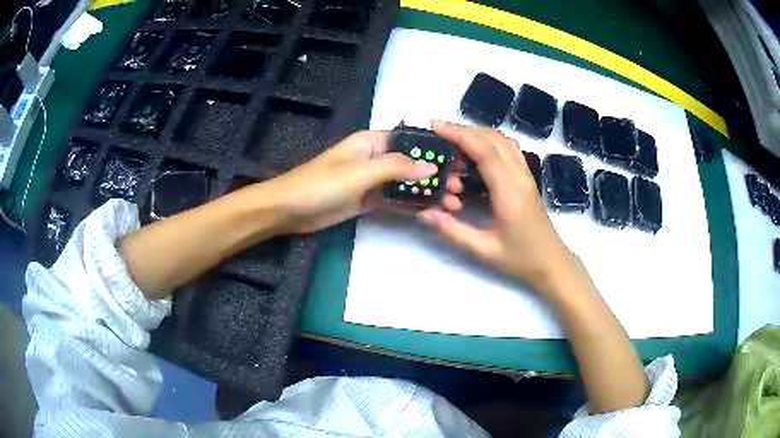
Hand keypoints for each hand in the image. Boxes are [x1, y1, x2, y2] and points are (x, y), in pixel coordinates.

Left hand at [265, 130, 456, 233]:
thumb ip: (397, 167)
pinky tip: (431, 211)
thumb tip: (432, 165)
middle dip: (436, 173)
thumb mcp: (360, 172)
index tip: (459, 160)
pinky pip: (394, 199)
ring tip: (452, 203)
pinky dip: (411, 204)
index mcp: (371, 142)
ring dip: (427, 191)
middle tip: (460, 187)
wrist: (291, 210)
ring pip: (406, 183)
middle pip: (411, 162)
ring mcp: (372, 180)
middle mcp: (375, 158)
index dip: (435, 148)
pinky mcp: (368, 200)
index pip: (410, 139)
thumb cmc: (322, 183)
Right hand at [419, 121, 573, 292]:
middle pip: (493, 138)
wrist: (551, 261)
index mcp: (509, 191)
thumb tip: (425, 213)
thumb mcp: (484, 250)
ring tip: (454, 143)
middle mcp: (519, 175)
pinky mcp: (527, 177)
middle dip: (464, 130)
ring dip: (477, 134)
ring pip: (502, 140)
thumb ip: (453, 231)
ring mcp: (525, 174)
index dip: (459, 134)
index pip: (484, 150)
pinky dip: (489, 142)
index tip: (435, 127)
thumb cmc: (520, 258)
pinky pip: (508, 148)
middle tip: (438, 135)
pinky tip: (475, 153)